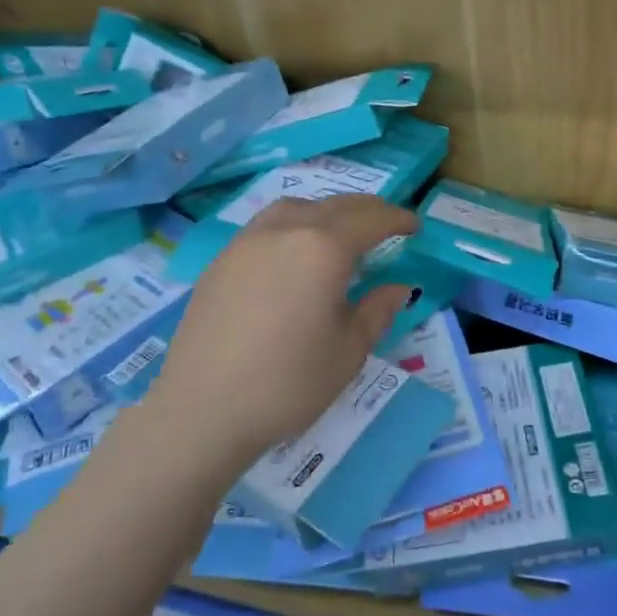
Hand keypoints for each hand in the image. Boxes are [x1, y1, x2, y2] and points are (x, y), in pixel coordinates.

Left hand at [149, 195, 416, 469]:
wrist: (202, 409)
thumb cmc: (287, 383)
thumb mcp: (348, 351)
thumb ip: (377, 310)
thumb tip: (398, 287)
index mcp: (323, 248)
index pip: (370, 219)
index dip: (397, 219)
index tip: (413, 227)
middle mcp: (286, 230)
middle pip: (335, 205)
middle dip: (367, 210)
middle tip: (387, 224)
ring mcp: (248, 240)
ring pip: (297, 207)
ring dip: (327, 211)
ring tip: (339, 233)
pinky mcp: (222, 258)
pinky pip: (268, 224)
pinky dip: (294, 224)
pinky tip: (294, 254)